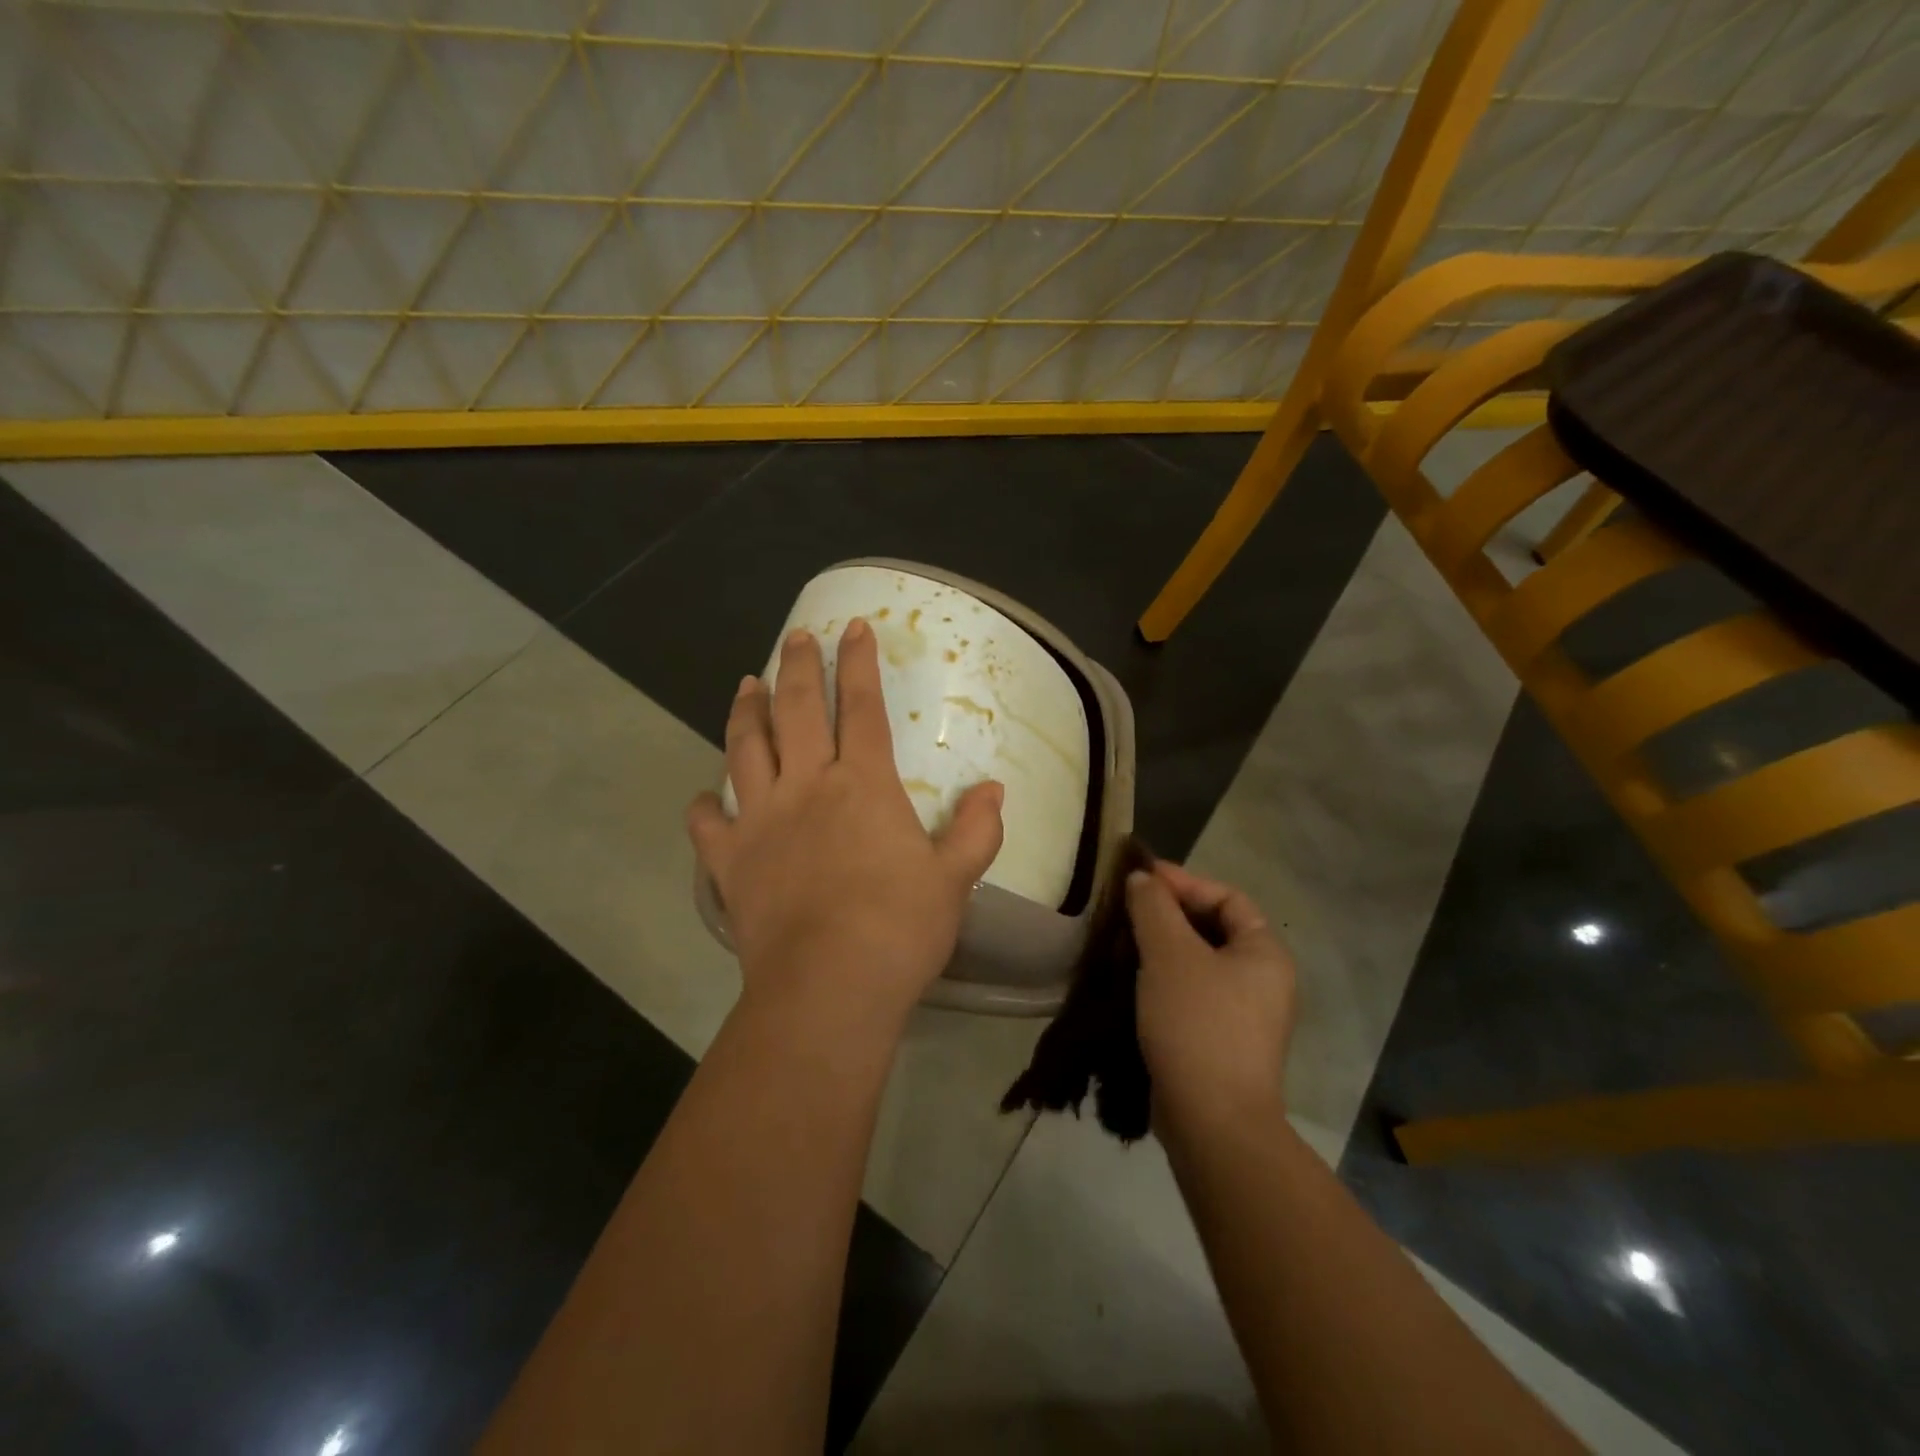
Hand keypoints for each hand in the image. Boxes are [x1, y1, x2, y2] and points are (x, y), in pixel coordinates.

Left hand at [687, 618, 1004, 1029]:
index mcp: (862, 784)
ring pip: (746, 749)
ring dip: (745, 712)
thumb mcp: (954, 879)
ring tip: (745, 685)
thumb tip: (995, 790)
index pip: (862, 707)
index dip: (859, 663)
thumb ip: (976, 830)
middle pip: (796, 710)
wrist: (829, 985)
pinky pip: (708, 824)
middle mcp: (806, 786)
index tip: (853, 627)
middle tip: (795, 635)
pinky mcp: (730, 861)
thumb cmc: (900, 928)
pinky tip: (704, 796)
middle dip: (797, 666)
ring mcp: (761, 820)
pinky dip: (704, 806)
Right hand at [1127, 862, 1296, 1124]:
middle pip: (1212, 929)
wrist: (1213, 1122)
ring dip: (1160, 947)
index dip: (1184, 882)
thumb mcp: (1170, 954)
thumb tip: (1142, 878)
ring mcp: (1243, 1015)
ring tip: (1120, 942)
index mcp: (1264, 953)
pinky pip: (1191, 994)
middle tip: (1126, 909)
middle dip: (1168, 915)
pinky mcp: (1220, 1042)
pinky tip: (1130, 980)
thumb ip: (1154, 907)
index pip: (1226, 898)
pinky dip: (1162, 980)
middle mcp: (1262, 980)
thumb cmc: (1197, 1023)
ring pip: (1198, 963)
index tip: (1140, 879)